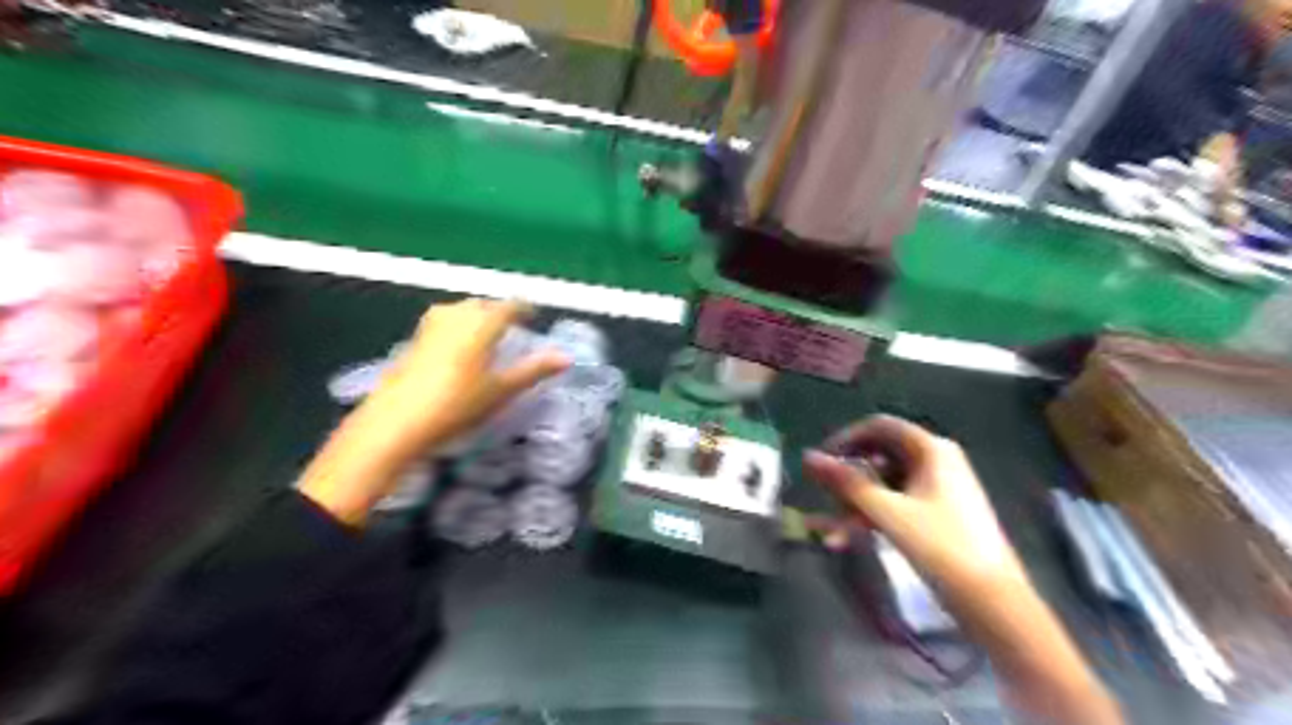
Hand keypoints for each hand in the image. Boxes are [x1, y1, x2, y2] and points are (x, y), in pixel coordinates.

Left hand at [361, 297, 564, 449]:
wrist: (397, 421)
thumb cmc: (458, 404)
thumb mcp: (502, 390)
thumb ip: (534, 370)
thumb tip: (567, 357)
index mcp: (481, 324)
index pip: (508, 306)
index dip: (523, 308)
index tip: (532, 314)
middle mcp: (455, 316)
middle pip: (481, 304)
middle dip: (497, 310)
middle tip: (511, 325)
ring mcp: (430, 327)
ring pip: (458, 310)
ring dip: (475, 315)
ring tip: (485, 332)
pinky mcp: (412, 341)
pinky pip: (442, 322)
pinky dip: (456, 326)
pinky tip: (456, 346)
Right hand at [799, 414, 1030, 599]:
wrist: (995, 603)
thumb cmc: (942, 547)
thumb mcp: (887, 512)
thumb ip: (846, 482)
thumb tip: (808, 456)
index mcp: (931, 450)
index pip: (879, 427)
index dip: (845, 439)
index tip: (820, 462)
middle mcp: (936, 461)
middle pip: (879, 456)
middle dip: (848, 478)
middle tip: (822, 497)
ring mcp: (938, 488)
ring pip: (884, 484)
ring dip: (855, 504)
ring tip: (833, 533)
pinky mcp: (938, 513)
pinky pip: (896, 504)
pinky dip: (873, 517)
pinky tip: (849, 539)